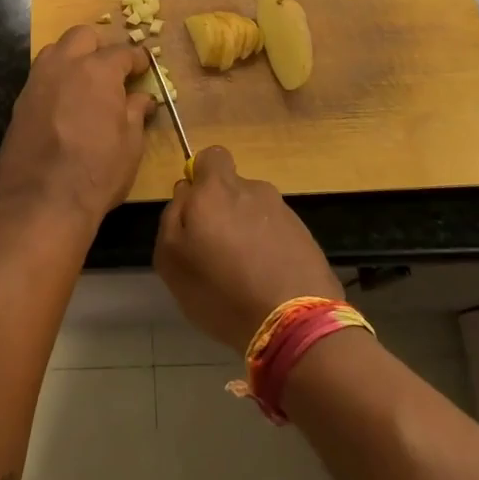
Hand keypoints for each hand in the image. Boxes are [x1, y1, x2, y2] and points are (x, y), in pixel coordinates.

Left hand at [0, 25, 154, 229]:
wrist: (42, 202)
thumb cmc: (97, 172)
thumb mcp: (130, 144)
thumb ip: (135, 113)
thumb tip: (141, 98)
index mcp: (97, 71)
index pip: (122, 52)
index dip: (136, 60)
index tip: (142, 69)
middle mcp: (64, 66)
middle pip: (82, 36)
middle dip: (99, 47)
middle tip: (110, 71)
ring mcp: (36, 82)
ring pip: (55, 51)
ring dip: (72, 58)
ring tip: (84, 84)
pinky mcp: (19, 103)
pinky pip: (40, 78)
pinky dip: (55, 82)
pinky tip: (63, 106)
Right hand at [154, 147, 342, 351]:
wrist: (294, 323)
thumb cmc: (220, 289)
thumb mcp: (172, 258)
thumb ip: (172, 216)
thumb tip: (185, 192)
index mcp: (217, 189)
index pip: (211, 156)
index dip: (201, 176)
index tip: (197, 208)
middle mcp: (253, 190)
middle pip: (233, 189)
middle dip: (224, 211)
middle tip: (216, 251)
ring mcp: (284, 212)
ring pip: (255, 212)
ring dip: (248, 232)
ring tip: (244, 274)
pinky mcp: (306, 237)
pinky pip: (277, 234)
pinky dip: (269, 250)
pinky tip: (266, 283)